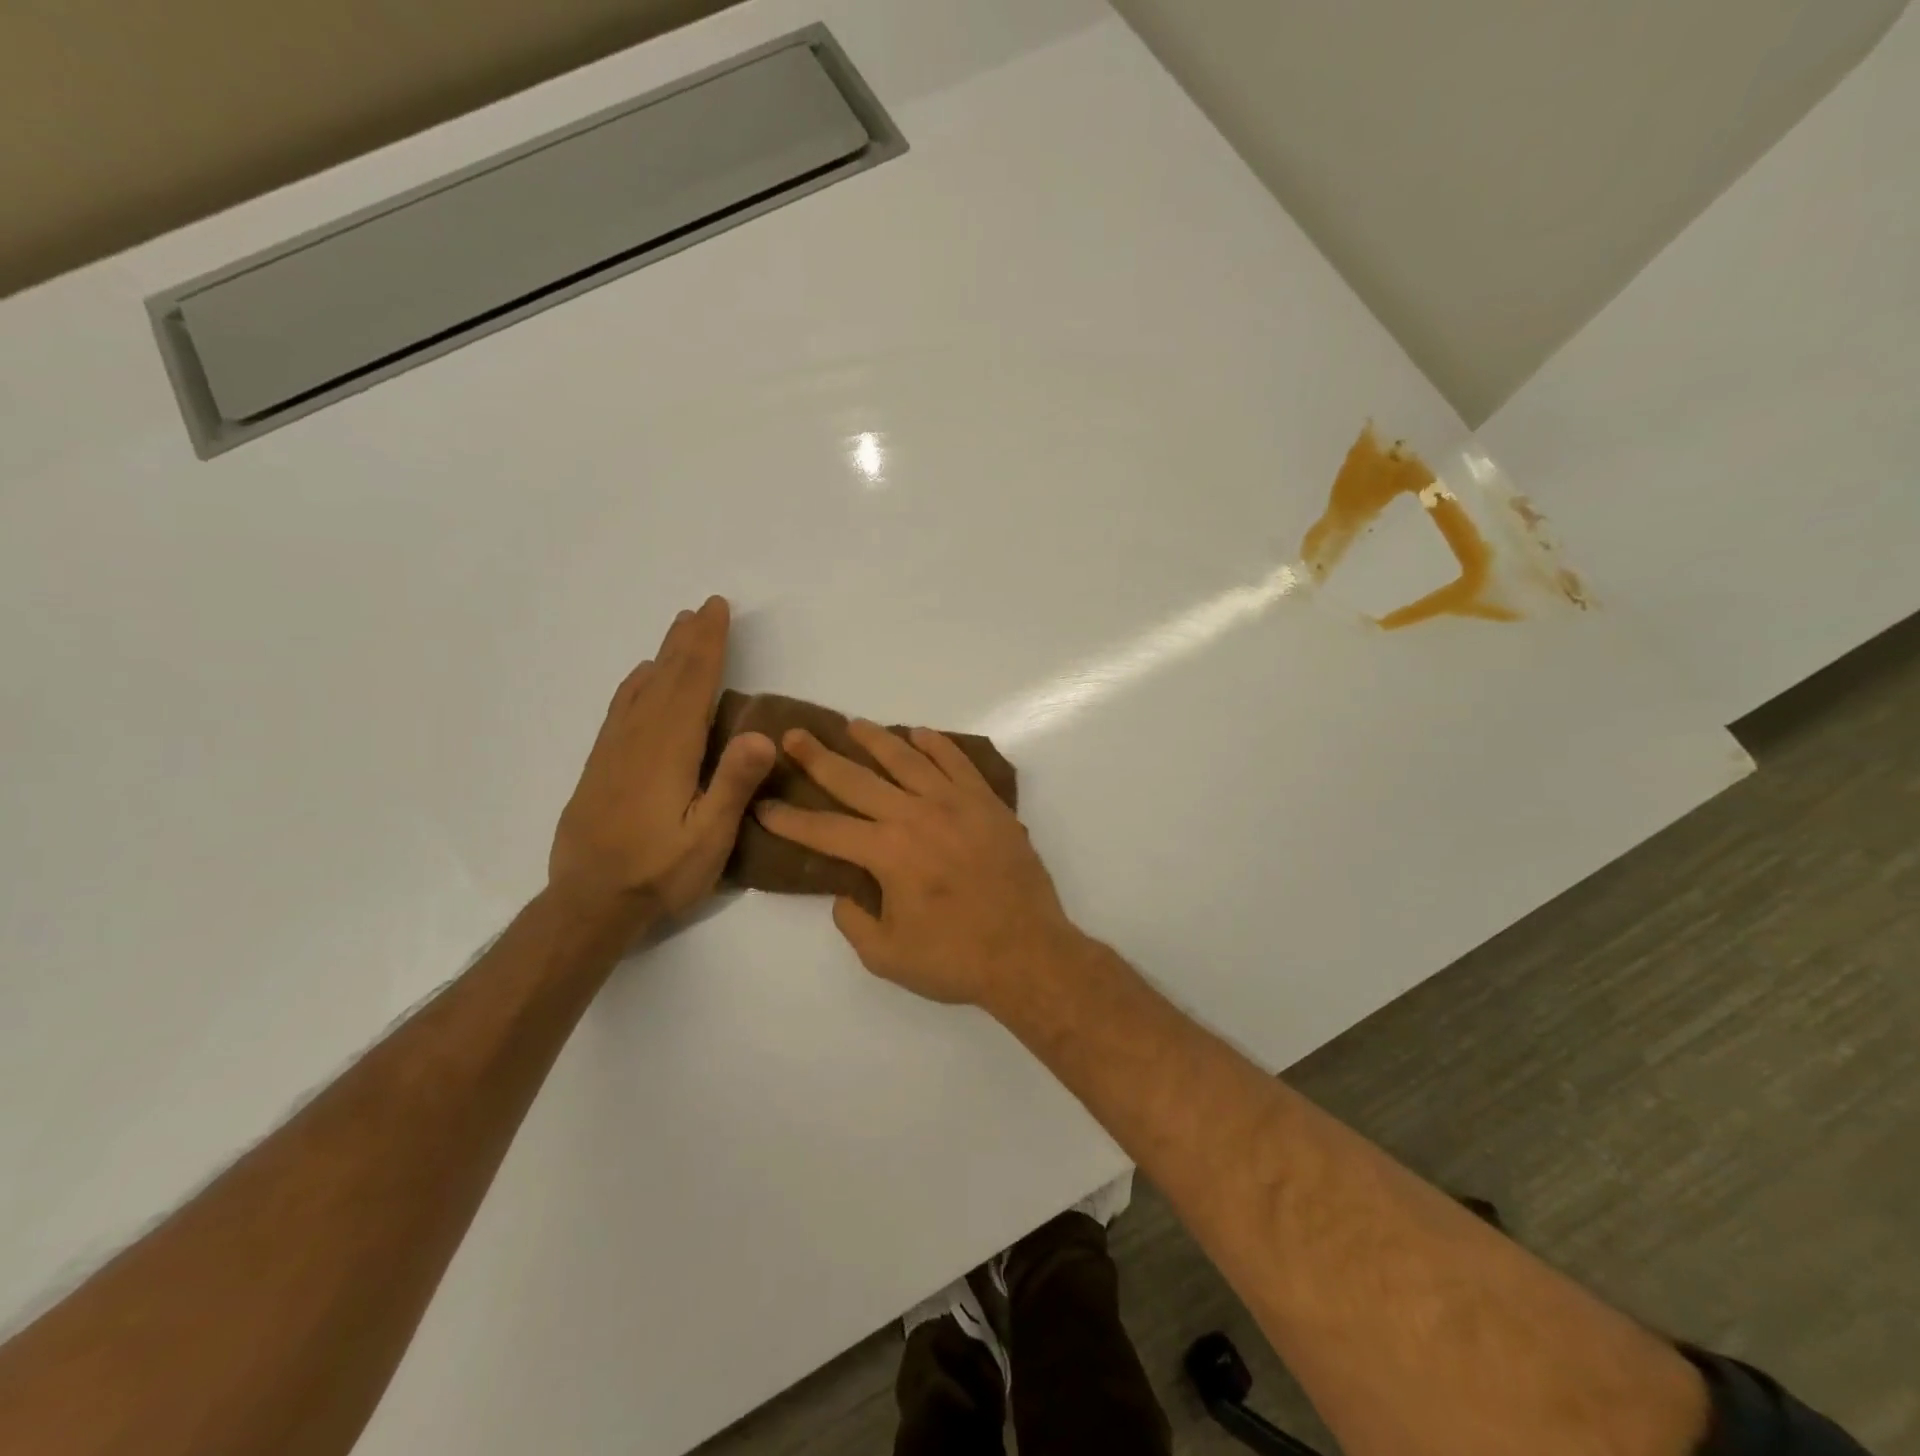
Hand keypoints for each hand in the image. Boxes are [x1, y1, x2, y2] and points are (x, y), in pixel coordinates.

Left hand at [548, 596, 774, 925]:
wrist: (588, 904)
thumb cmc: (659, 873)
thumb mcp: (709, 839)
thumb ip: (733, 785)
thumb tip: (762, 733)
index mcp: (670, 751)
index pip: (693, 685)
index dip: (708, 645)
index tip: (717, 610)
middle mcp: (640, 739)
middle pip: (667, 677)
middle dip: (688, 640)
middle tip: (703, 607)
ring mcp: (615, 750)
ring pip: (643, 688)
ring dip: (664, 655)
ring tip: (678, 628)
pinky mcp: (600, 765)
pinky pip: (620, 708)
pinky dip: (635, 683)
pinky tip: (641, 677)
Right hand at [754, 721, 1083, 1008]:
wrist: (1028, 952)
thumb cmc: (955, 958)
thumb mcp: (887, 956)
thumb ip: (854, 922)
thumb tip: (845, 893)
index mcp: (887, 852)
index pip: (825, 829)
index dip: (789, 819)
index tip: (764, 806)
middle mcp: (916, 815)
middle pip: (857, 779)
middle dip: (819, 758)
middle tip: (794, 736)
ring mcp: (955, 803)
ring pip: (907, 759)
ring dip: (876, 740)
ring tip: (853, 725)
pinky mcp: (987, 803)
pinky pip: (957, 762)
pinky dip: (937, 744)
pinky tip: (919, 734)